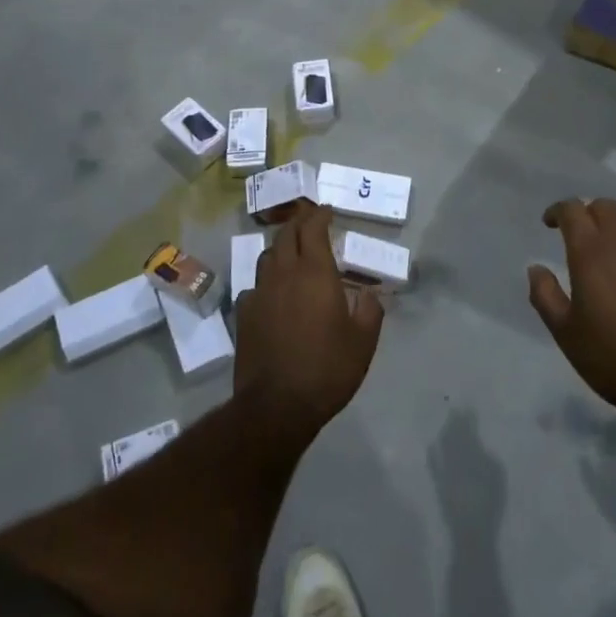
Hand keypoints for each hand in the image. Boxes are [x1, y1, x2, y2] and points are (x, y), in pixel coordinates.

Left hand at [235, 204, 382, 437]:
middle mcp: (284, 274)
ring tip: (293, 254)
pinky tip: (274, 294)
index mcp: (315, 273)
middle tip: (311, 224)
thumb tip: (370, 294)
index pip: (314, 229)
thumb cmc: (327, 369)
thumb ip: (370, 311)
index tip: (328, 211)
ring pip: (268, 256)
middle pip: (286, 235)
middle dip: (299, 223)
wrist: (276, 405)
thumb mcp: (363, 343)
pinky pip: (255, 285)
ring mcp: (260, 292)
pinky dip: (268, 280)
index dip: (320, 216)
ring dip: (281, 248)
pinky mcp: (244, 313)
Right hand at [529, 198, 615, 429]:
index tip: (549, 224)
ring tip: (608, 243)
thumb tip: (536, 268)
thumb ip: (545, 296)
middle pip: (605, 206)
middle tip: (578, 234)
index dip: (558, 211)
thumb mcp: (566, 333)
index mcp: (591, 253)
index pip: (573, 210)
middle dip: (587, 213)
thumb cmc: (613, 359)